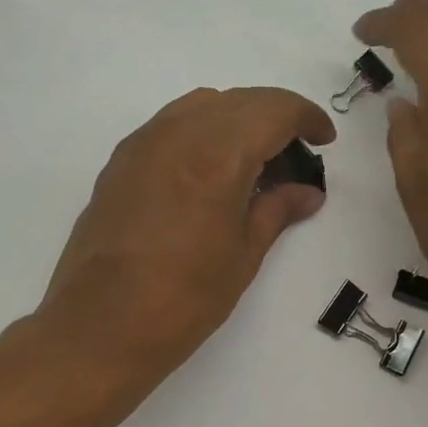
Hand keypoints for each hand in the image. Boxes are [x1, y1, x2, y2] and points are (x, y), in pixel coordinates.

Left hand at [39, 86, 333, 389]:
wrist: (102, 325)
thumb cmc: (185, 298)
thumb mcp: (243, 255)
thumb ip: (277, 210)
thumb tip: (307, 192)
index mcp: (217, 156)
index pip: (273, 110)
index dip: (307, 117)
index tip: (325, 139)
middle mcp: (178, 134)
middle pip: (240, 101)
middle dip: (276, 118)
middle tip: (296, 158)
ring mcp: (143, 143)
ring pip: (203, 106)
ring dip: (238, 121)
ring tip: (255, 164)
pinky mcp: (121, 161)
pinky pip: (173, 125)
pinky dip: (204, 132)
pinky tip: (212, 174)